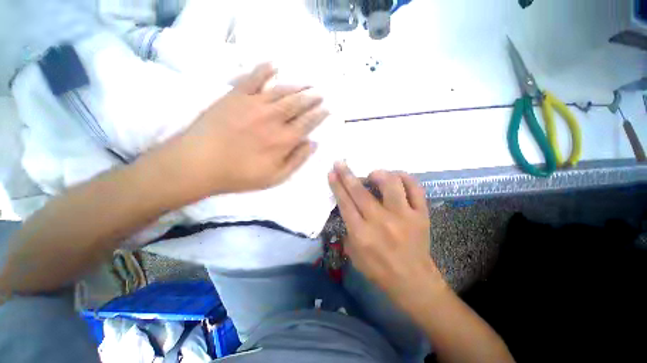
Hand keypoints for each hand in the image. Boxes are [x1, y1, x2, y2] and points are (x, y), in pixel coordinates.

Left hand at [174, 63, 328, 194]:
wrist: (199, 163)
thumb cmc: (240, 175)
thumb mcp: (275, 177)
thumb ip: (297, 160)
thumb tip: (313, 144)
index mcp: (284, 139)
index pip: (308, 123)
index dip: (319, 115)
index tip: (326, 109)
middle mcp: (274, 118)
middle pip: (299, 104)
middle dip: (312, 98)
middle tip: (320, 94)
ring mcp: (254, 103)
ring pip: (282, 90)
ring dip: (297, 86)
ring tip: (307, 83)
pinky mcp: (236, 95)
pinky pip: (253, 78)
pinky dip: (264, 70)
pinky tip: (273, 65)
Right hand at [328, 163, 444, 302]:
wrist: (413, 281)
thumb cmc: (378, 270)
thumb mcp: (354, 254)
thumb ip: (348, 229)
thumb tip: (347, 206)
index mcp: (362, 234)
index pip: (345, 203)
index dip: (337, 185)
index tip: (332, 173)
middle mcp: (382, 222)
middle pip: (361, 192)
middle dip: (347, 174)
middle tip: (340, 163)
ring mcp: (404, 216)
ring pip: (391, 184)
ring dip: (378, 174)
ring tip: (373, 175)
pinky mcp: (421, 215)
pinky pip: (415, 188)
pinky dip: (404, 177)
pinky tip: (396, 176)